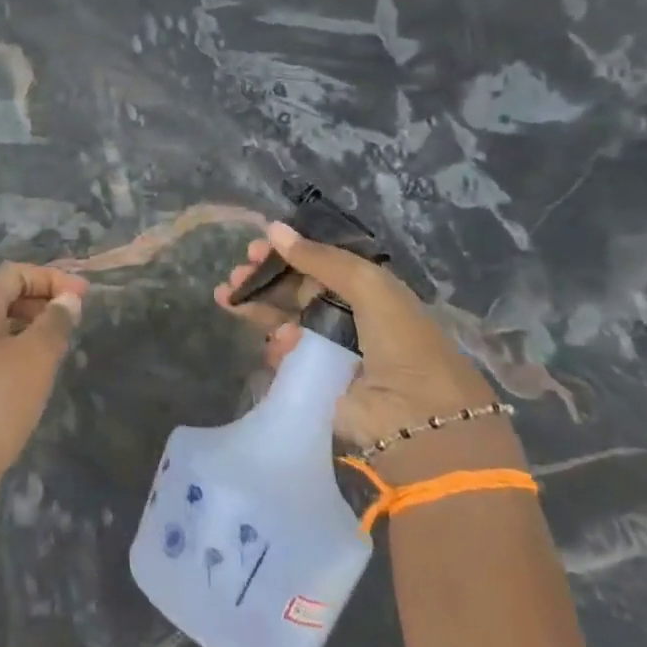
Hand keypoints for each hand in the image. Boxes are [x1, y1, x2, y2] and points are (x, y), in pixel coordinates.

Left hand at [0, 263, 86, 500]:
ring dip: (32, 329)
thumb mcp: (34, 359)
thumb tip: (67, 299)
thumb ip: (54, 323)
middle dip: (42, 301)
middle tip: (76, 320)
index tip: (84, 296)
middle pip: (4, 297)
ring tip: (62, 348)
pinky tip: (37, 379)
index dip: (50, 277)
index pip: (13, 273)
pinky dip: (18, 355)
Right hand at [216, 222, 518, 478]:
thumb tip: (273, 228)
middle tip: (236, 274)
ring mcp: (329, 348)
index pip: (318, 262)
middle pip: (295, 289)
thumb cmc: (400, 340)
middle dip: (263, 279)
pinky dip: (275, 345)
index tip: (255, 247)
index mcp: (367, 289)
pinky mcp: (315, 378)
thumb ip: (320, 257)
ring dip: (258, 307)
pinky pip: (285, 354)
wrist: (417, 417)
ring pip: (284, 319)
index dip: (287, 253)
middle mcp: (348, 315)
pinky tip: (275, 343)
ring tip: (228, 298)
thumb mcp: (368, 285)